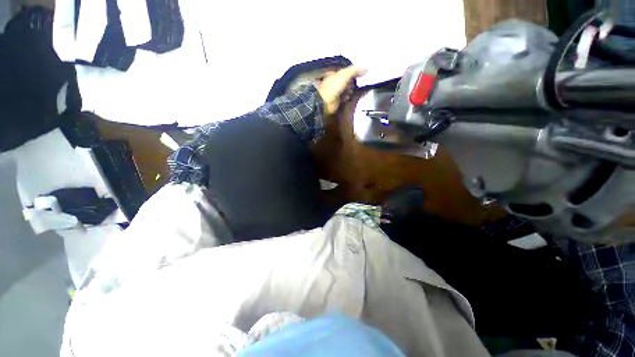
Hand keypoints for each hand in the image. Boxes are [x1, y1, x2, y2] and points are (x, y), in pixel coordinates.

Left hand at [317, 66, 366, 114]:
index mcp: (333, 73)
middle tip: (355, 83)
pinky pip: (344, 97)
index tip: (359, 74)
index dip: (352, 72)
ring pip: (345, 89)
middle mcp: (334, 81)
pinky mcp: (336, 100)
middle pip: (346, 80)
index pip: (345, 70)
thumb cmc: (333, 87)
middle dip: (351, 82)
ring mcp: (335, 91)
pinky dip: (347, 97)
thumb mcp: (345, 75)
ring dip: (349, 90)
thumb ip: (355, 70)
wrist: (326, 102)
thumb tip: (367, 68)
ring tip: (351, 91)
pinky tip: (348, 97)